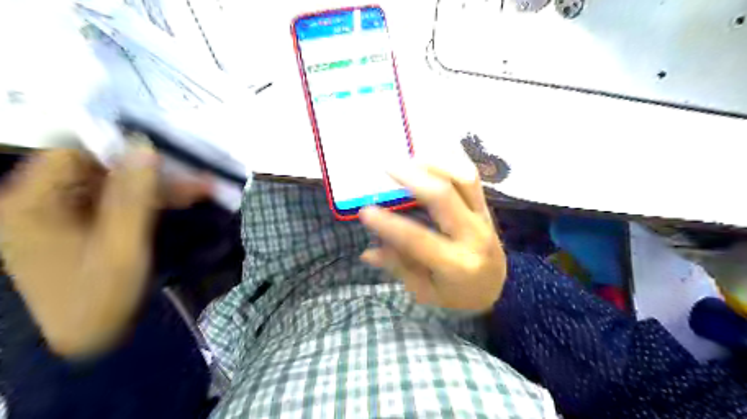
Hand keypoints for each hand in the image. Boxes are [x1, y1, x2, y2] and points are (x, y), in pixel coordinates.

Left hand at [1, 141, 211, 356]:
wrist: (85, 341)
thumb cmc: (98, 297)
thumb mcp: (122, 246)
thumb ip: (134, 196)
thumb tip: (146, 148)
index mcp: (32, 205)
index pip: (72, 154)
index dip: (118, 151)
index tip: (164, 157)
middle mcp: (40, 202)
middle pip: (98, 169)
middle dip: (149, 172)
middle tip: (193, 176)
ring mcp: (62, 215)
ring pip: (114, 185)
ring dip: (157, 186)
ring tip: (199, 189)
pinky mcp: (82, 225)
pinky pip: (117, 202)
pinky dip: (149, 201)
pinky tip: (181, 200)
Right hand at [357, 155, 507, 312]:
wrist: (497, 287)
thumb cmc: (457, 293)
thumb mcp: (425, 291)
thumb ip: (399, 267)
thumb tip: (367, 252)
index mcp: (456, 264)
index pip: (418, 239)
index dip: (389, 225)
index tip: (364, 210)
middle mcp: (473, 235)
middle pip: (444, 197)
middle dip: (413, 177)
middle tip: (386, 165)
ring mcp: (483, 216)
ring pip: (463, 178)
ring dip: (434, 162)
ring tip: (409, 155)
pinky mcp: (485, 205)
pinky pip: (471, 175)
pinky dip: (452, 157)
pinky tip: (433, 147)